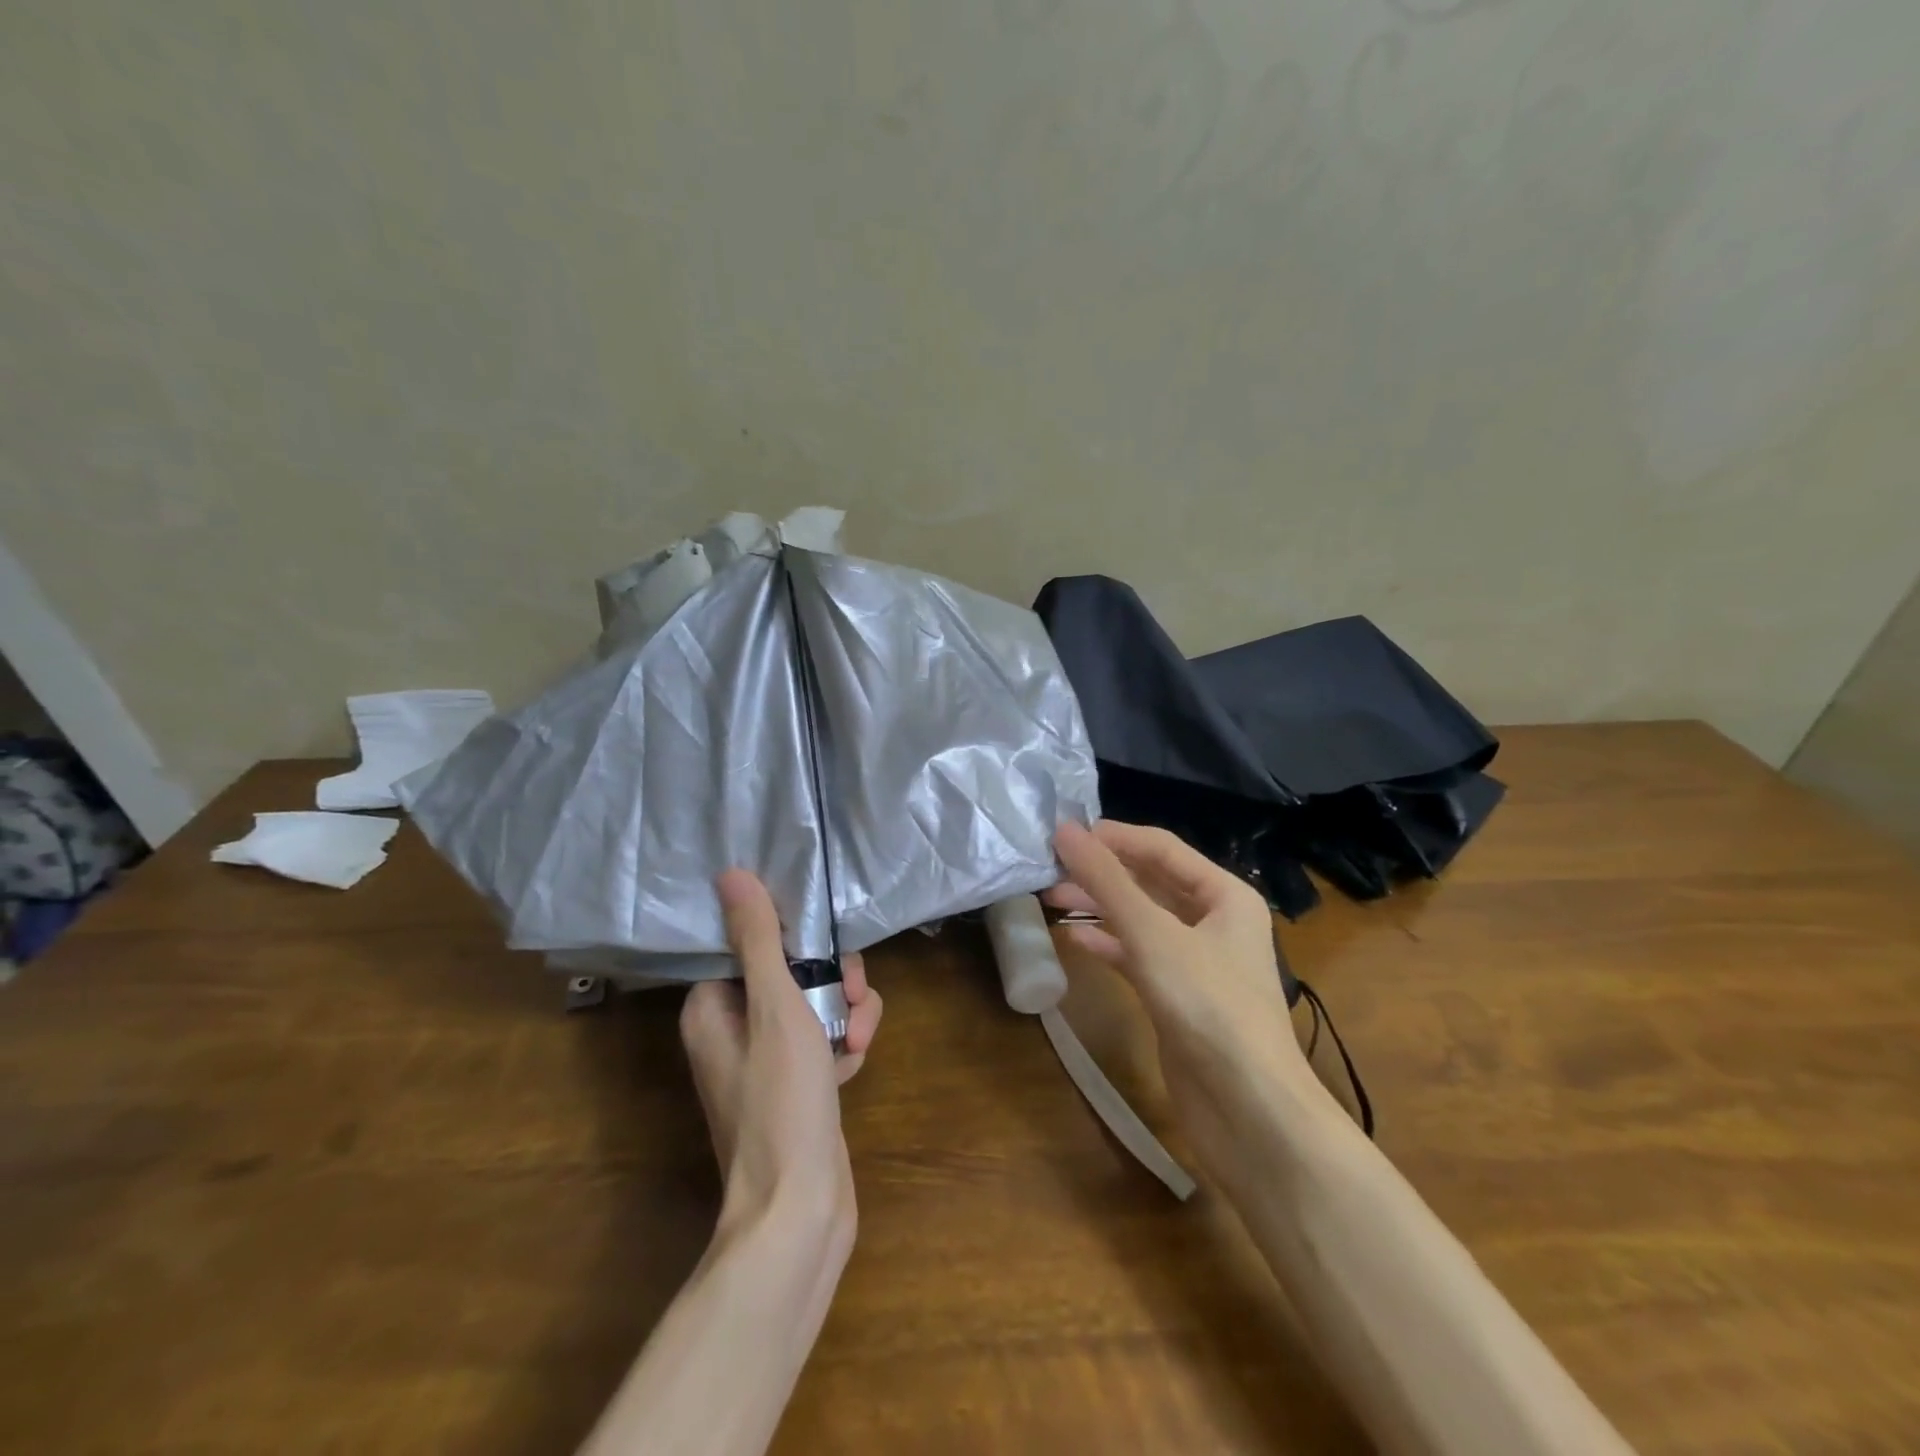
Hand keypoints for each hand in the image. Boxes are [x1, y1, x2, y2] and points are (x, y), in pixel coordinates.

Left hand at [680, 870, 883, 1251]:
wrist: (800, 1210)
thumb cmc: (781, 1102)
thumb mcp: (776, 1008)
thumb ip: (760, 940)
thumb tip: (730, 874)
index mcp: (712, 1008)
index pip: (751, 944)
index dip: (792, 938)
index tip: (822, 947)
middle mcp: (734, 1029)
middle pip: (793, 970)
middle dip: (833, 979)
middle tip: (852, 998)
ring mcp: (768, 1059)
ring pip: (819, 1002)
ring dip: (848, 1012)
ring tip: (858, 1040)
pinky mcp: (799, 1083)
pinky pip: (827, 1037)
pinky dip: (846, 1042)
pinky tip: (855, 1063)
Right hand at [1044, 820, 1325, 1179]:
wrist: (1249, 1111)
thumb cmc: (1208, 1005)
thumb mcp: (1153, 935)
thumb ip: (1107, 881)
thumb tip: (1065, 830)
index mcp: (1225, 894)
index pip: (1162, 848)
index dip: (1113, 837)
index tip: (1063, 834)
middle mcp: (1214, 921)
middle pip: (1150, 882)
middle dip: (1102, 873)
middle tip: (1049, 867)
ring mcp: (1197, 962)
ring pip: (1140, 919)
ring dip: (1099, 907)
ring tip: (1051, 897)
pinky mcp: (1178, 997)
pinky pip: (1137, 956)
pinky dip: (1107, 945)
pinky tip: (1074, 940)